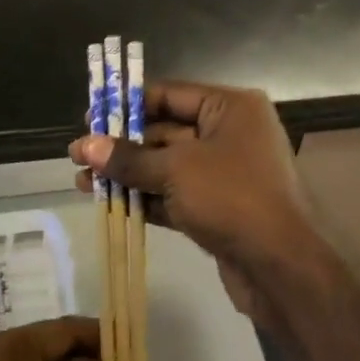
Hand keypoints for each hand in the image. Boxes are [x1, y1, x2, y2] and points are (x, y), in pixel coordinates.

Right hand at [70, 82, 325, 315]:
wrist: (280, 266)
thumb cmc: (232, 197)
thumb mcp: (176, 170)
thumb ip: (129, 158)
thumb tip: (84, 146)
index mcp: (231, 107)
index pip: (171, 94)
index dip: (129, 104)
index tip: (90, 115)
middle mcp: (232, 132)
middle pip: (167, 130)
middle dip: (124, 144)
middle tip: (79, 154)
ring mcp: (227, 172)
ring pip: (169, 165)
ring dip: (129, 173)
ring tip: (83, 181)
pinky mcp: (220, 207)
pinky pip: (177, 193)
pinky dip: (147, 197)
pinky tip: (109, 203)